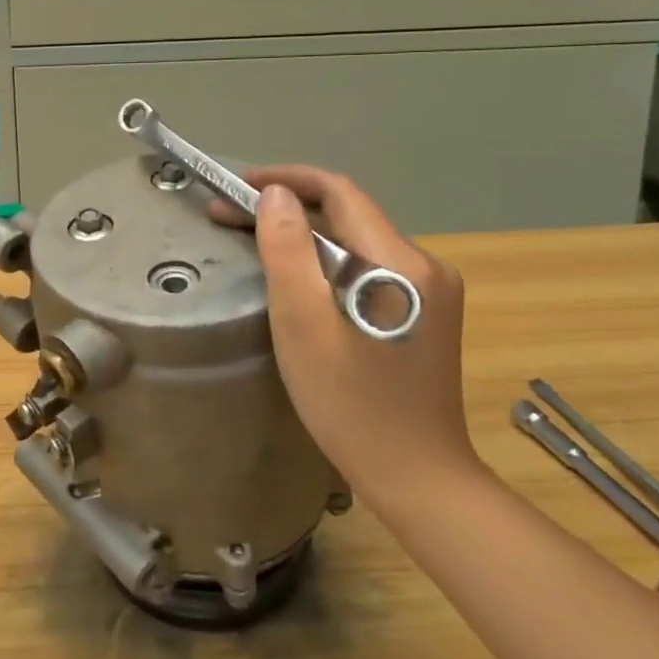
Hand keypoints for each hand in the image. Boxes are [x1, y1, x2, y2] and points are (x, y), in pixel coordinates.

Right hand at [209, 167, 478, 502]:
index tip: (237, 185)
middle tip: (229, 215)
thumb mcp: (304, 325)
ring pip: (356, 241)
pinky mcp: (424, 313)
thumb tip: (276, 195)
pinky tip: (297, 277)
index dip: (286, 180)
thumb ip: (288, 252)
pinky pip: (367, 267)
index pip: (340, 192)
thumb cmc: (352, 404)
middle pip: (348, 215)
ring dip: (304, 234)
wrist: (417, 479)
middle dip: (287, 208)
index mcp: (401, 262)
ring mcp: (430, 291)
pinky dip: (325, 260)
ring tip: (253, 241)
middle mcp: (425, 265)